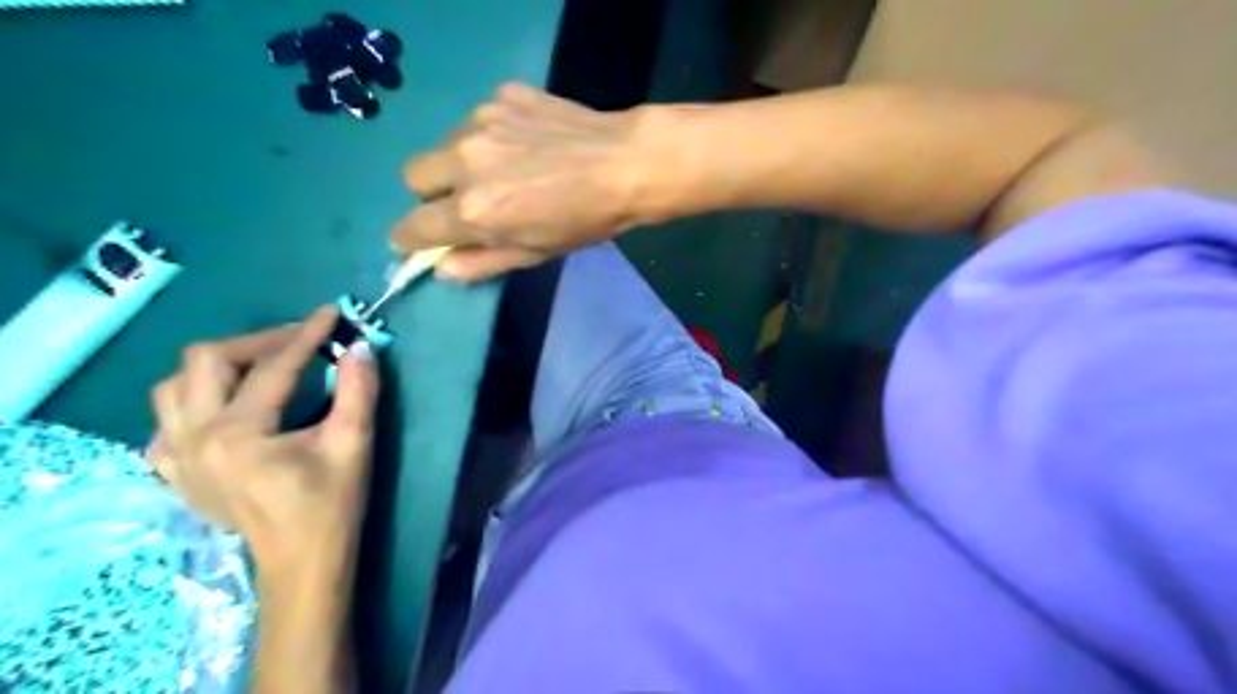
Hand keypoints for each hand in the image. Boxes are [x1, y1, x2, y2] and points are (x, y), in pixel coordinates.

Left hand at [147, 307, 376, 575]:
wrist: (302, 561)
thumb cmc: (332, 505)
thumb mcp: (353, 444)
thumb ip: (358, 390)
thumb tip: (360, 346)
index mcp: (238, 434)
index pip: (272, 367)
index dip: (306, 335)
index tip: (331, 312)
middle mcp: (193, 438)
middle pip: (207, 361)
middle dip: (258, 341)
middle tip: (299, 341)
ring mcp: (175, 456)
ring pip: (175, 384)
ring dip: (221, 365)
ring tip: (264, 366)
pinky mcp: (174, 470)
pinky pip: (167, 419)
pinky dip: (195, 399)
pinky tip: (226, 406)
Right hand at [392, 81, 666, 281]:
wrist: (626, 164)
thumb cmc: (584, 221)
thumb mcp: (535, 254)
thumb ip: (481, 263)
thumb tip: (441, 268)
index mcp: (473, 210)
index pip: (411, 227)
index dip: (410, 239)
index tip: (420, 240)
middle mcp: (465, 162)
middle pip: (413, 177)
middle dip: (431, 194)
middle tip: (467, 201)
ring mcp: (481, 121)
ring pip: (444, 144)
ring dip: (460, 162)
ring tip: (506, 168)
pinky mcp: (501, 95)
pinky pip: (477, 119)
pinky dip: (491, 134)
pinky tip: (527, 142)